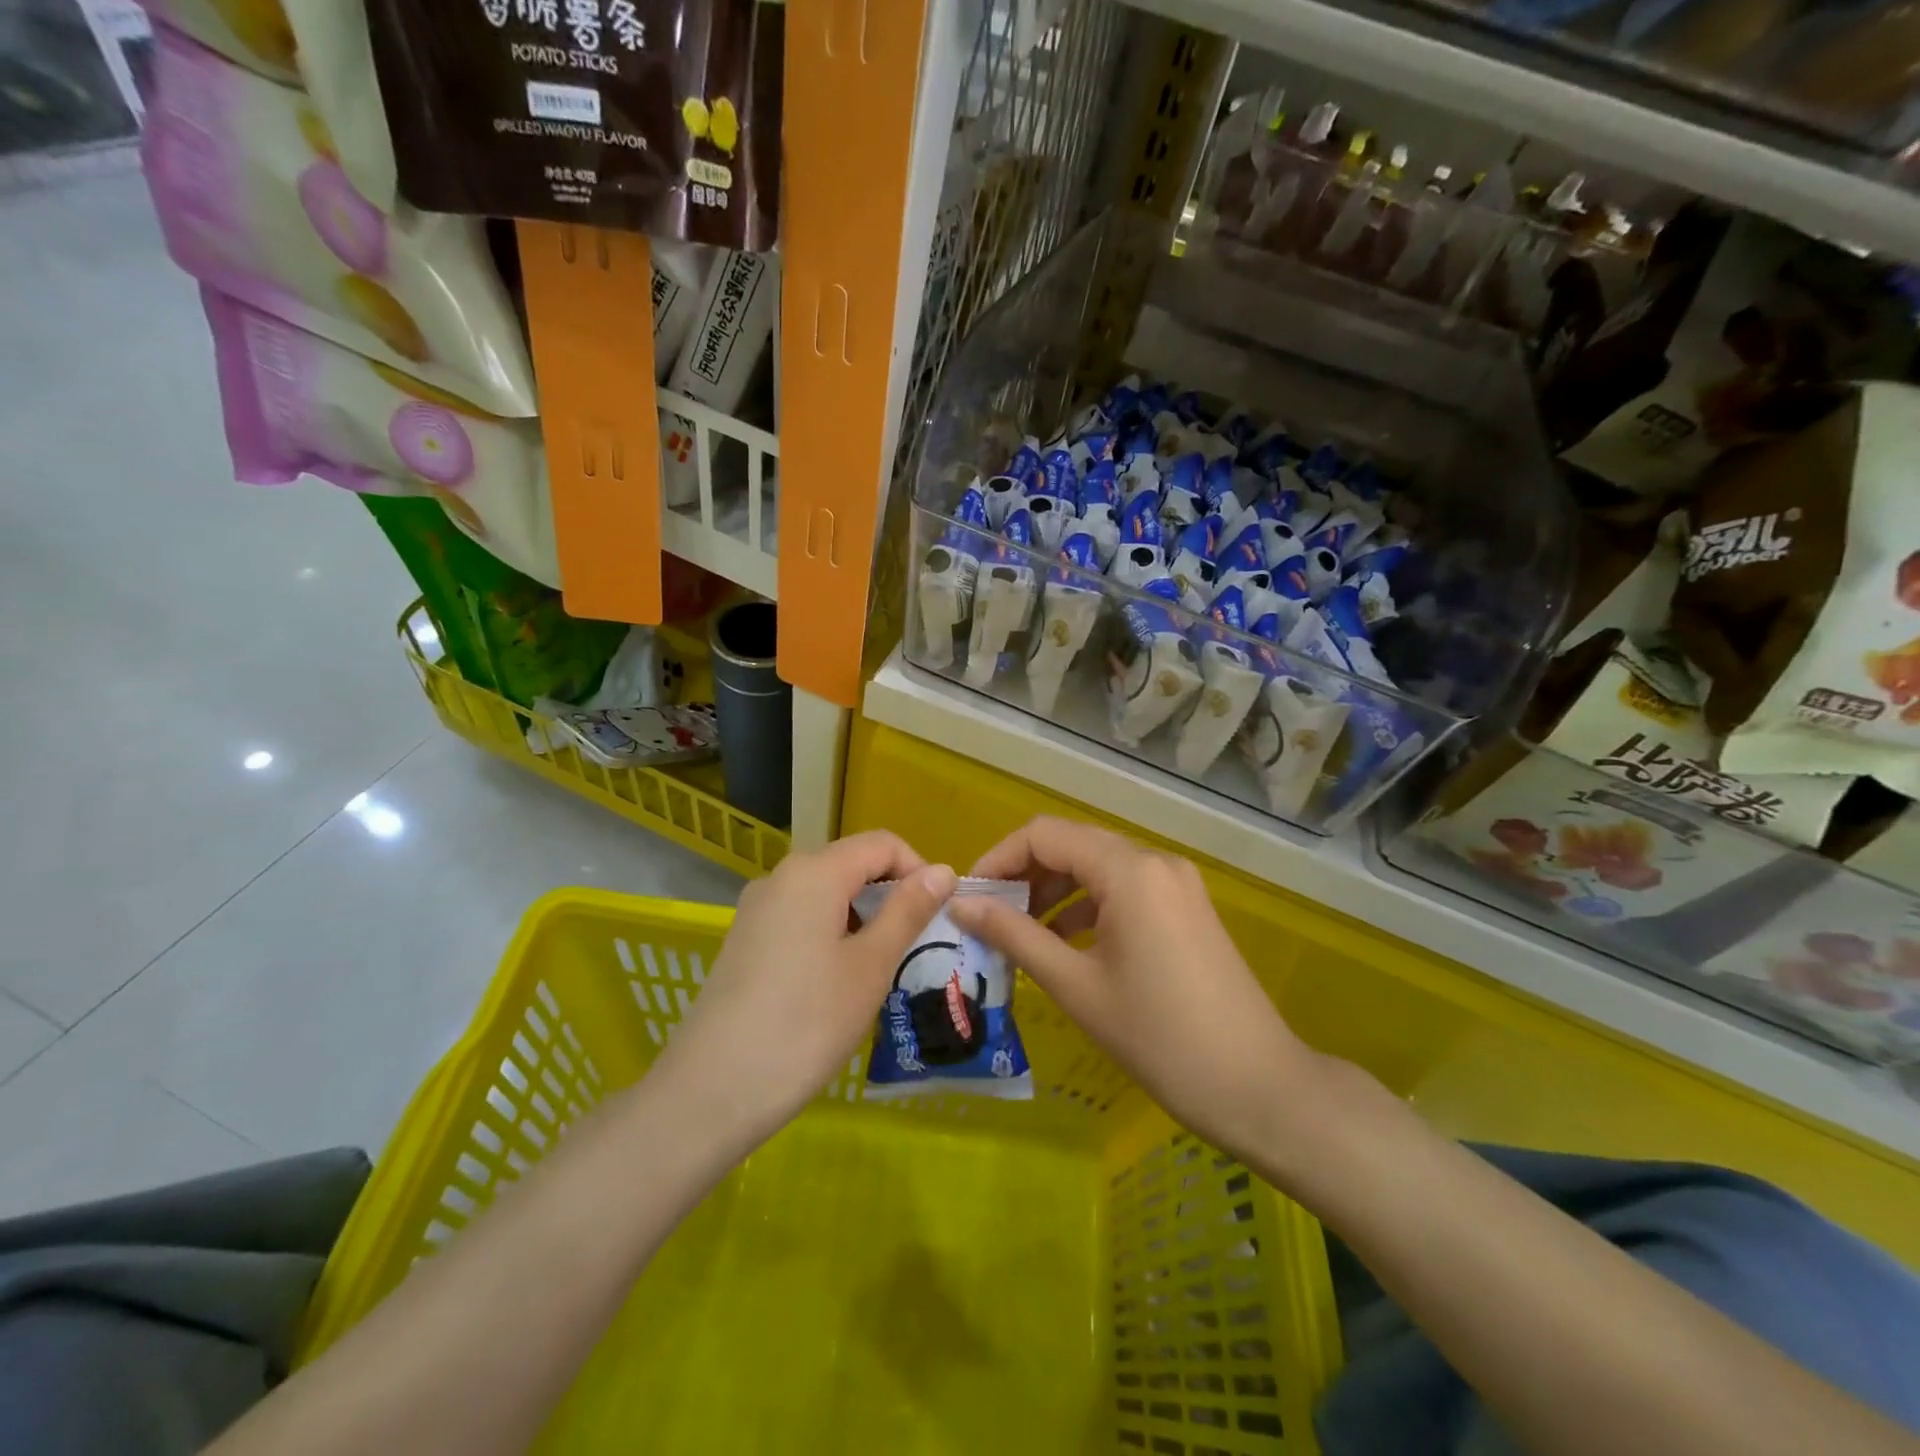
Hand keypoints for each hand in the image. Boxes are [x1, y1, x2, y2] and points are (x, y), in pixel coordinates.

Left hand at [650, 832, 956, 1145]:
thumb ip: (908, 910)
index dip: (918, 870)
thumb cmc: (807, 1023)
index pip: (882, 844)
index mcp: (815, 872)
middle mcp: (781, 877)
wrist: (712, 1090)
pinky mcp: (744, 940)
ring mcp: (756, 909)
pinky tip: (836, 982)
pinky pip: (800, 917)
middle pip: (851, 864)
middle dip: (890, 895)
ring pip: (826, 893)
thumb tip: (943, 870)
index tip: (936, 916)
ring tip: (878, 970)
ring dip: (862, 917)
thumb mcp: (871, 966)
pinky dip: (831, 933)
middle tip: (913, 947)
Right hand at [948, 816, 1310, 1162]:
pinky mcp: (1185, 907)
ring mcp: (1175, 883)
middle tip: (988, 918)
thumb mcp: (1075, 985)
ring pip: (1097, 867)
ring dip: (1053, 891)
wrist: (1257, 1087)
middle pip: (1071, 845)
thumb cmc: (1159, 1038)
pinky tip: (1064, 942)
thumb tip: (960, 905)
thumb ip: (1014, 935)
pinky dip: (1086, 906)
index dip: (998, 859)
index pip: (1044, 835)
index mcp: (1128, 870)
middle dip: (1023, 875)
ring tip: (1019, 933)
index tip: (969, 898)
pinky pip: (1123, 889)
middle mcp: (1154, 861)